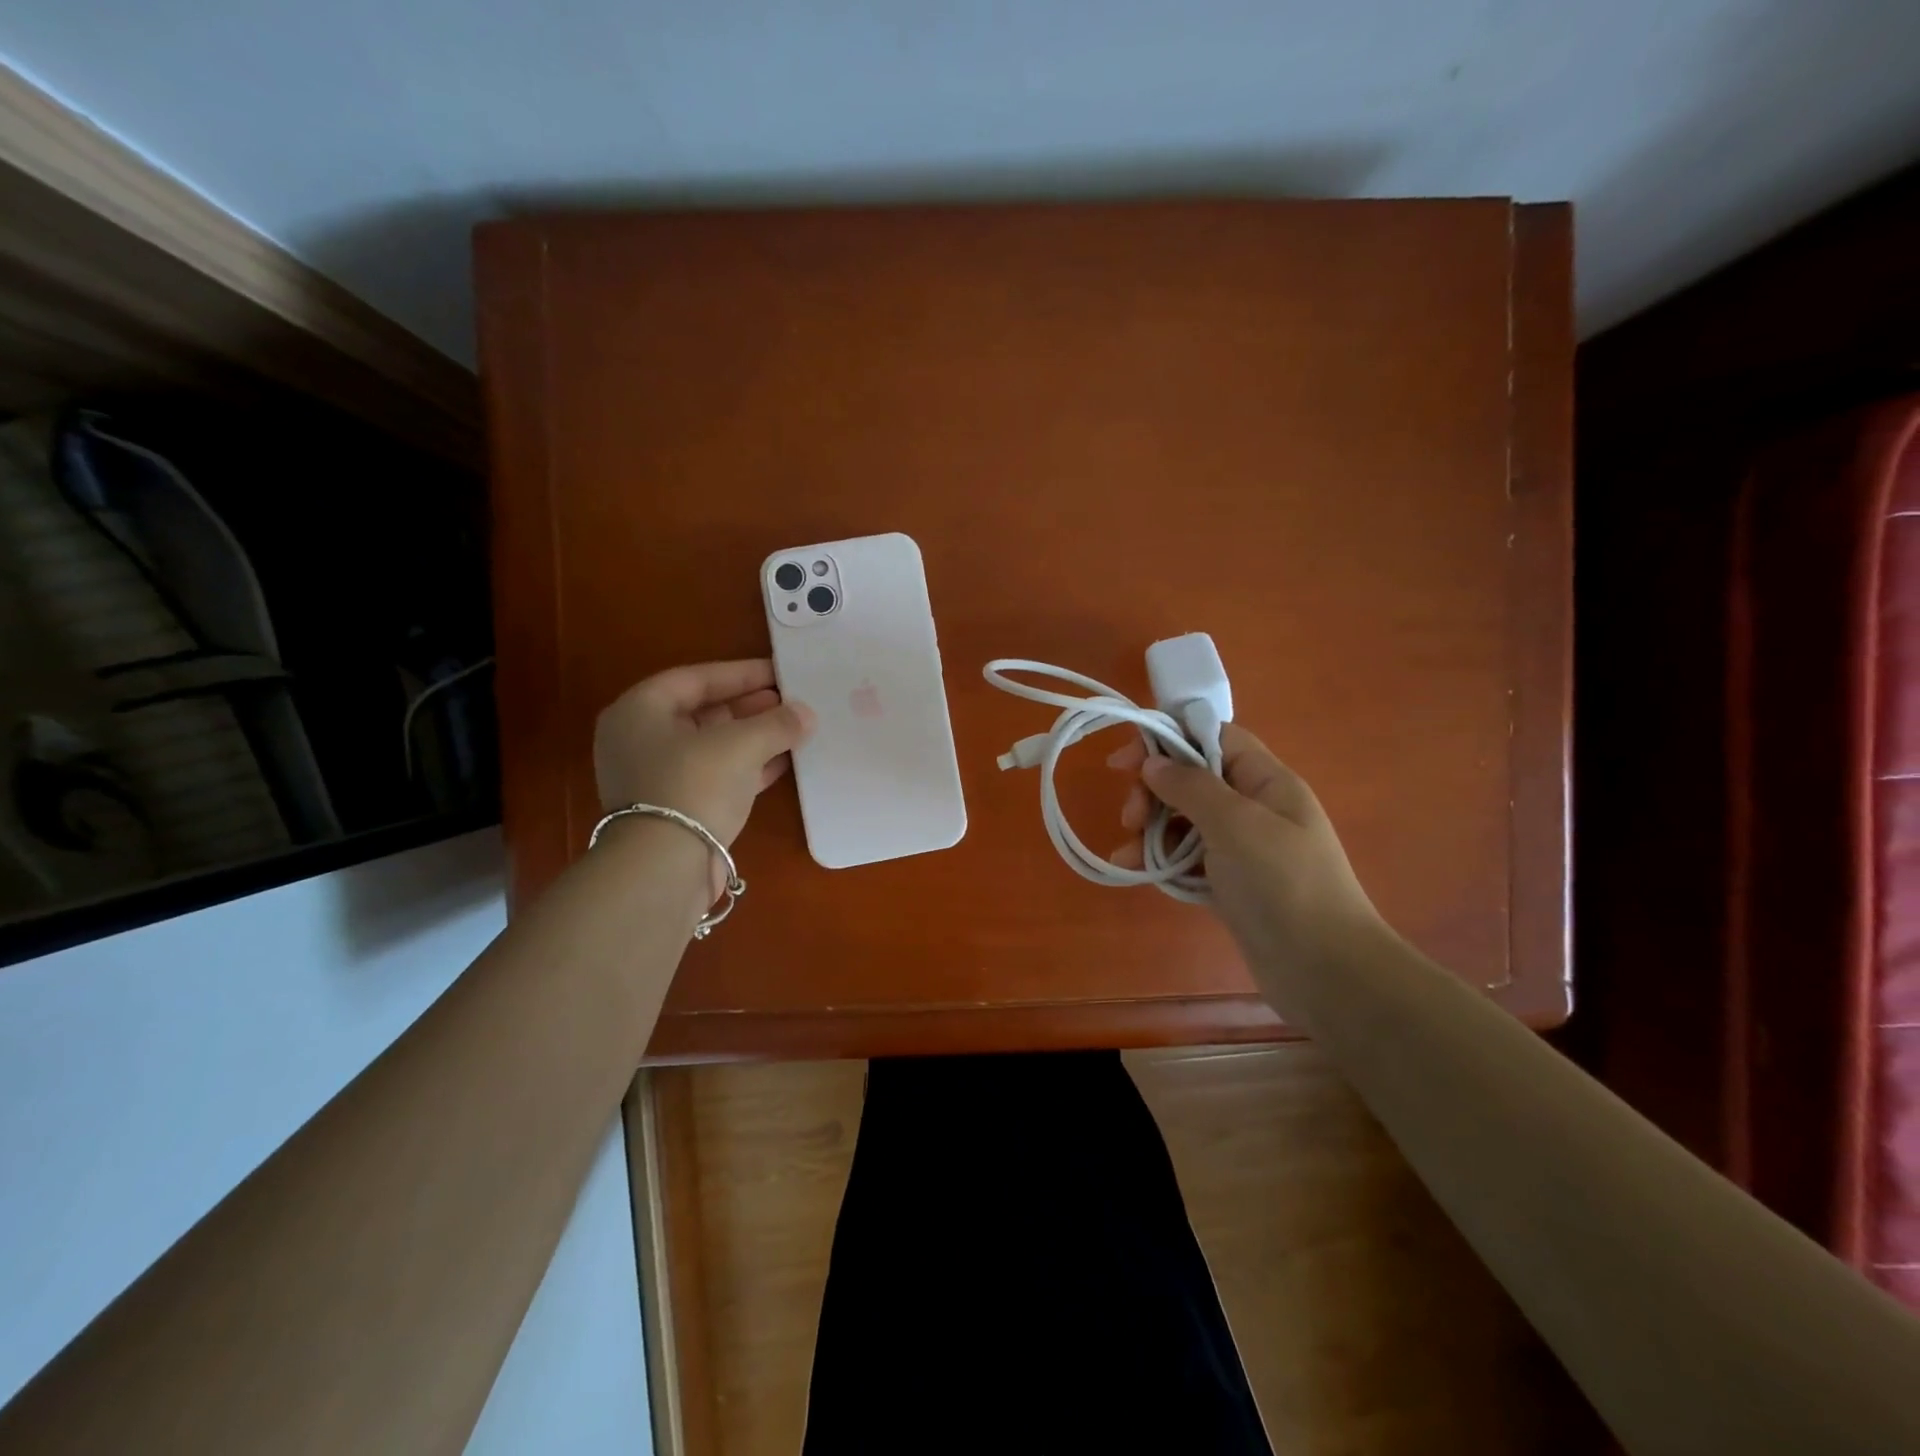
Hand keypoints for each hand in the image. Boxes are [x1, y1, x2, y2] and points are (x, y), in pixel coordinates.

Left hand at [593, 660, 813, 848]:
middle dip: (749, 706)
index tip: (779, 672)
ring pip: (712, 746)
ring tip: (793, 729)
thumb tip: (806, 714)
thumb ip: (776, 723)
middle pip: (702, 712)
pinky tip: (782, 762)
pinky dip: (748, 767)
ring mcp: (655, 778)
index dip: (740, 673)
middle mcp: (639, 741)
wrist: (665, 867)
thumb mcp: (740, 744)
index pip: (695, 678)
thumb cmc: (694, 785)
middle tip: (789, 700)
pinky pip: (716, 776)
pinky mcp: (676, 809)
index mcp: (639, 711)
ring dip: (752, 737)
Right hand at [1108, 723, 1384, 971]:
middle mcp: (1254, 807)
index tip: (1126, 762)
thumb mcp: (1235, 824)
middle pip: (1192, 779)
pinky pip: (1188, 859)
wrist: (1325, 970)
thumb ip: (1190, 786)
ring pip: (1185, 821)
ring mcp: (1242, 848)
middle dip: (1154, 792)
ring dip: (1151, 830)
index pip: (1214, 737)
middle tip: (1130, 818)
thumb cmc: (1283, 883)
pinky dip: (1162, 860)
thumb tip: (1154, 762)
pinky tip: (1137, 871)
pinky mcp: (1231, 884)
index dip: (1169, 738)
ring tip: (1129, 853)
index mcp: (1266, 781)